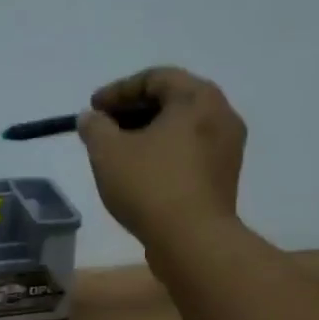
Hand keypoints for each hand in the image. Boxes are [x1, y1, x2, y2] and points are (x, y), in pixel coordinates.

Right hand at [76, 66, 246, 248]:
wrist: (193, 241)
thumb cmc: (150, 187)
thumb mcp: (108, 152)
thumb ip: (95, 127)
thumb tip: (91, 118)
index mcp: (197, 97)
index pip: (154, 78)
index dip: (118, 91)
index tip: (92, 109)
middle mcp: (221, 114)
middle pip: (171, 101)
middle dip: (132, 113)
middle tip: (103, 129)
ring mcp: (227, 148)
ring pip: (181, 130)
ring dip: (147, 135)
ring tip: (118, 154)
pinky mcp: (223, 178)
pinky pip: (189, 154)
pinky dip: (163, 155)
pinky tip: (140, 174)